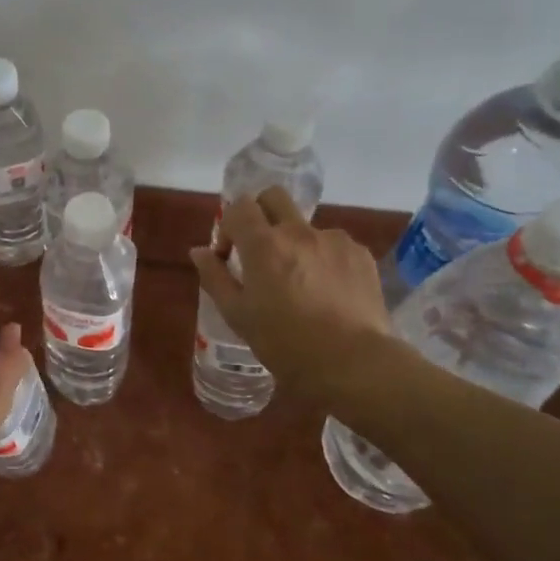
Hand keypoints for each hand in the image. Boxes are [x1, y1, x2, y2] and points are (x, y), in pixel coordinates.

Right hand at [190, 188, 393, 402]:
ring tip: (300, 283)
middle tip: (259, 249)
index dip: (228, 226)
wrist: (353, 363)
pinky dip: (323, 259)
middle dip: (260, 213)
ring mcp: (334, 240)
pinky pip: (333, 245)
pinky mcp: (360, 254)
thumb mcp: (237, 315)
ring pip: (305, 226)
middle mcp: (299, 231)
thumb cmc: (285, 343)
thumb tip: (199, 251)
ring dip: (295, 243)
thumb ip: (215, 277)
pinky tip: (327, 292)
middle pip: (274, 197)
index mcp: (263, 244)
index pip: (239, 206)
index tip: (229, 256)